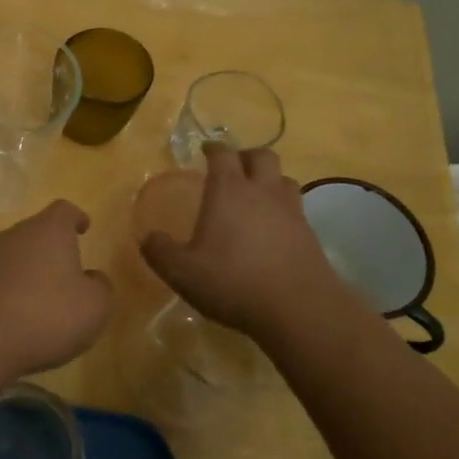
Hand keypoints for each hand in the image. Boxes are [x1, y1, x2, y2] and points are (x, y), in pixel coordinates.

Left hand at [0, 200, 113, 378]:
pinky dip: (9, 291)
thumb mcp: (94, 307)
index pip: (64, 210)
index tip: (83, 228)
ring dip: (29, 272)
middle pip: (37, 232)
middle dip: (52, 250)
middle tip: (68, 274)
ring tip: (43, 301)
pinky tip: (17, 318)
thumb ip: (100, 287)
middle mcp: (15, 234)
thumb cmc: (46, 315)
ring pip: (16, 256)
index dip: (76, 218)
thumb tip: (92, 278)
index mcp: (49, 230)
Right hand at [140, 145, 363, 343]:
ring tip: (256, 196)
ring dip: (270, 180)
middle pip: (262, 156)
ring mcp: (291, 212)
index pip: (223, 154)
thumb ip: (160, 252)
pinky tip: (273, 229)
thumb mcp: (183, 273)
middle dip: (246, 156)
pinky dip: (283, 209)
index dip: (213, 148)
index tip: (205, 150)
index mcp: (229, 191)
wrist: (299, 310)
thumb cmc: (234, 282)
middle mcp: (263, 192)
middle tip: (233, 169)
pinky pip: (297, 208)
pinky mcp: (310, 235)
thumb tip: (148, 238)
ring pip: (284, 179)